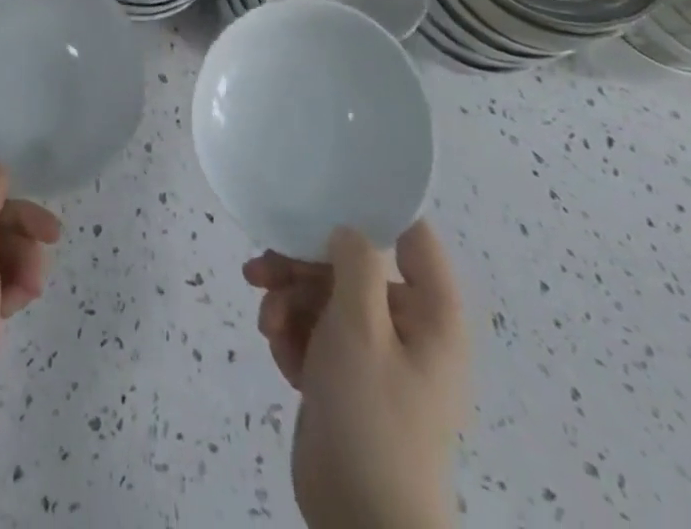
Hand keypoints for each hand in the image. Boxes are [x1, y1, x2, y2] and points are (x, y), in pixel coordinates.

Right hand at [244, 221, 468, 528]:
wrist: (362, 522)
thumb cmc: (372, 416)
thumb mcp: (360, 328)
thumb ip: (355, 265)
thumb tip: (348, 229)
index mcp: (431, 315)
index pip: (412, 237)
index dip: (373, 210)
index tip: (323, 193)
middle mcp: (407, 328)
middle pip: (350, 267)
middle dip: (301, 267)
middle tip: (260, 270)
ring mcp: (374, 356)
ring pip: (324, 299)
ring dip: (288, 303)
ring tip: (266, 325)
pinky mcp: (345, 379)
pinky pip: (315, 335)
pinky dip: (292, 337)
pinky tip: (278, 353)